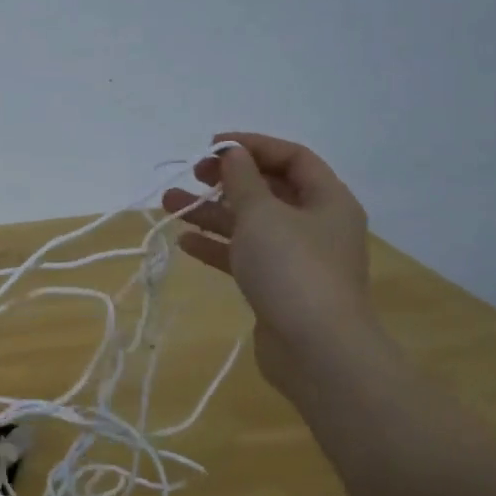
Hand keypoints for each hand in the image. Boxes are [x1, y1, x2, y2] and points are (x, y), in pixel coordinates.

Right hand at [161, 132, 379, 396]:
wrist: (316, 349)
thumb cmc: (292, 269)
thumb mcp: (262, 214)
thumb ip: (242, 180)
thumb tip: (232, 153)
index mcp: (327, 200)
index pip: (292, 157)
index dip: (252, 146)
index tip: (211, 146)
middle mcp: (316, 225)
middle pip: (268, 190)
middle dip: (227, 180)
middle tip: (192, 175)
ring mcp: (297, 259)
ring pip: (250, 225)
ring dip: (212, 212)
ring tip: (169, 203)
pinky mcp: (278, 288)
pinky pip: (245, 257)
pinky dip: (217, 246)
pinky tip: (185, 242)